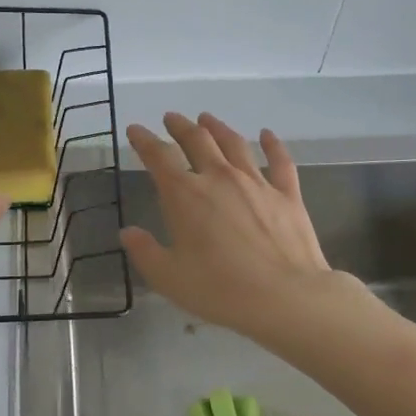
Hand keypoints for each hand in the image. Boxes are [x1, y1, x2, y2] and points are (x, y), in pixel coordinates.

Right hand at [120, 113, 336, 341]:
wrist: (286, 297)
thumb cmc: (221, 290)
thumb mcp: (169, 277)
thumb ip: (145, 251)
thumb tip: (128, 232)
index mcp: (185, 195)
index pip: (158, 157)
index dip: (144, 140)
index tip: (135, 129)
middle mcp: (219, 178)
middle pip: (197, 140)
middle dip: (180, 126)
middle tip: (171, 118)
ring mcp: (256, 182)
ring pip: (234, 143)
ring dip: (217, 128)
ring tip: (207, 118)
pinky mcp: (287, 194)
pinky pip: (279, 160)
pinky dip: (272, 144)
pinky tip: (267, 134)